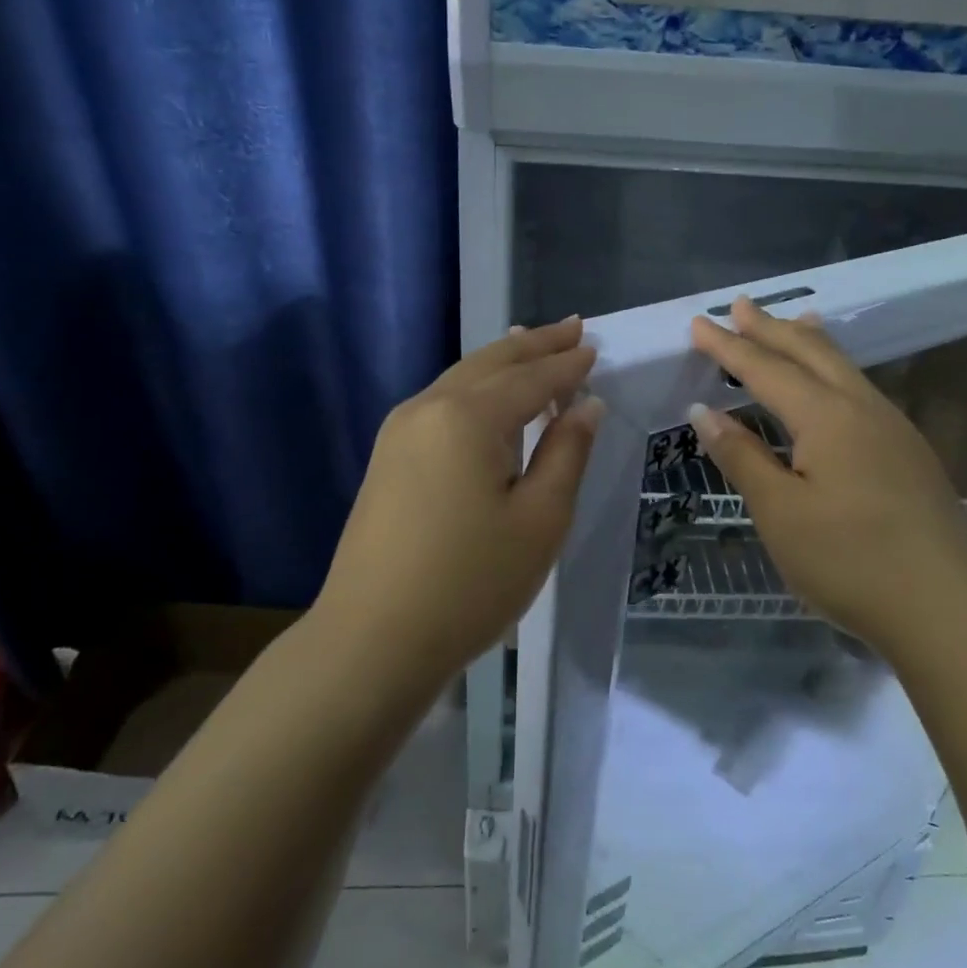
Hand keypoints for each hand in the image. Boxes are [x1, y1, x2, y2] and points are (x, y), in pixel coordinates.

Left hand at [316, 317, 602, 690]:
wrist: (371, 640)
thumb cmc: (470, 583)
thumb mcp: (540, 520)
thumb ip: (566, 453)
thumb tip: (585, 405)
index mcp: (468, 417)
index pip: (531, 378)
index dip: (567, 364)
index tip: (595, 347)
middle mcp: (428, 407)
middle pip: (491, 362)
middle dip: (534, 343)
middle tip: (573, 327)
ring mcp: (400, 431)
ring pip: (462, 378)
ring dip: (503, 361)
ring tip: (532, 343)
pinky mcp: (388, 456)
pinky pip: (442, 402)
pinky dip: (476, 387)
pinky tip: (488, 393)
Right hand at [688, 298, 966, 646]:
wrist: (949, 609)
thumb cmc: (850, 561)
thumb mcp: (781, 512)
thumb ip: (743, 457)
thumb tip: (705, 412)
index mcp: (826, 416)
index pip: (766, 369)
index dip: (729, 346)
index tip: (698, 322)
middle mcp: (862, 408)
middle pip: (810, 353)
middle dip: (770, 328)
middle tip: (739, 305)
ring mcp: (893, 428)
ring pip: (843, 367)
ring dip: (809, 342)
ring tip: (793, 321)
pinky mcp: (910, 452)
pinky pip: (861, 388)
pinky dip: (835, 369)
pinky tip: (835, 383)